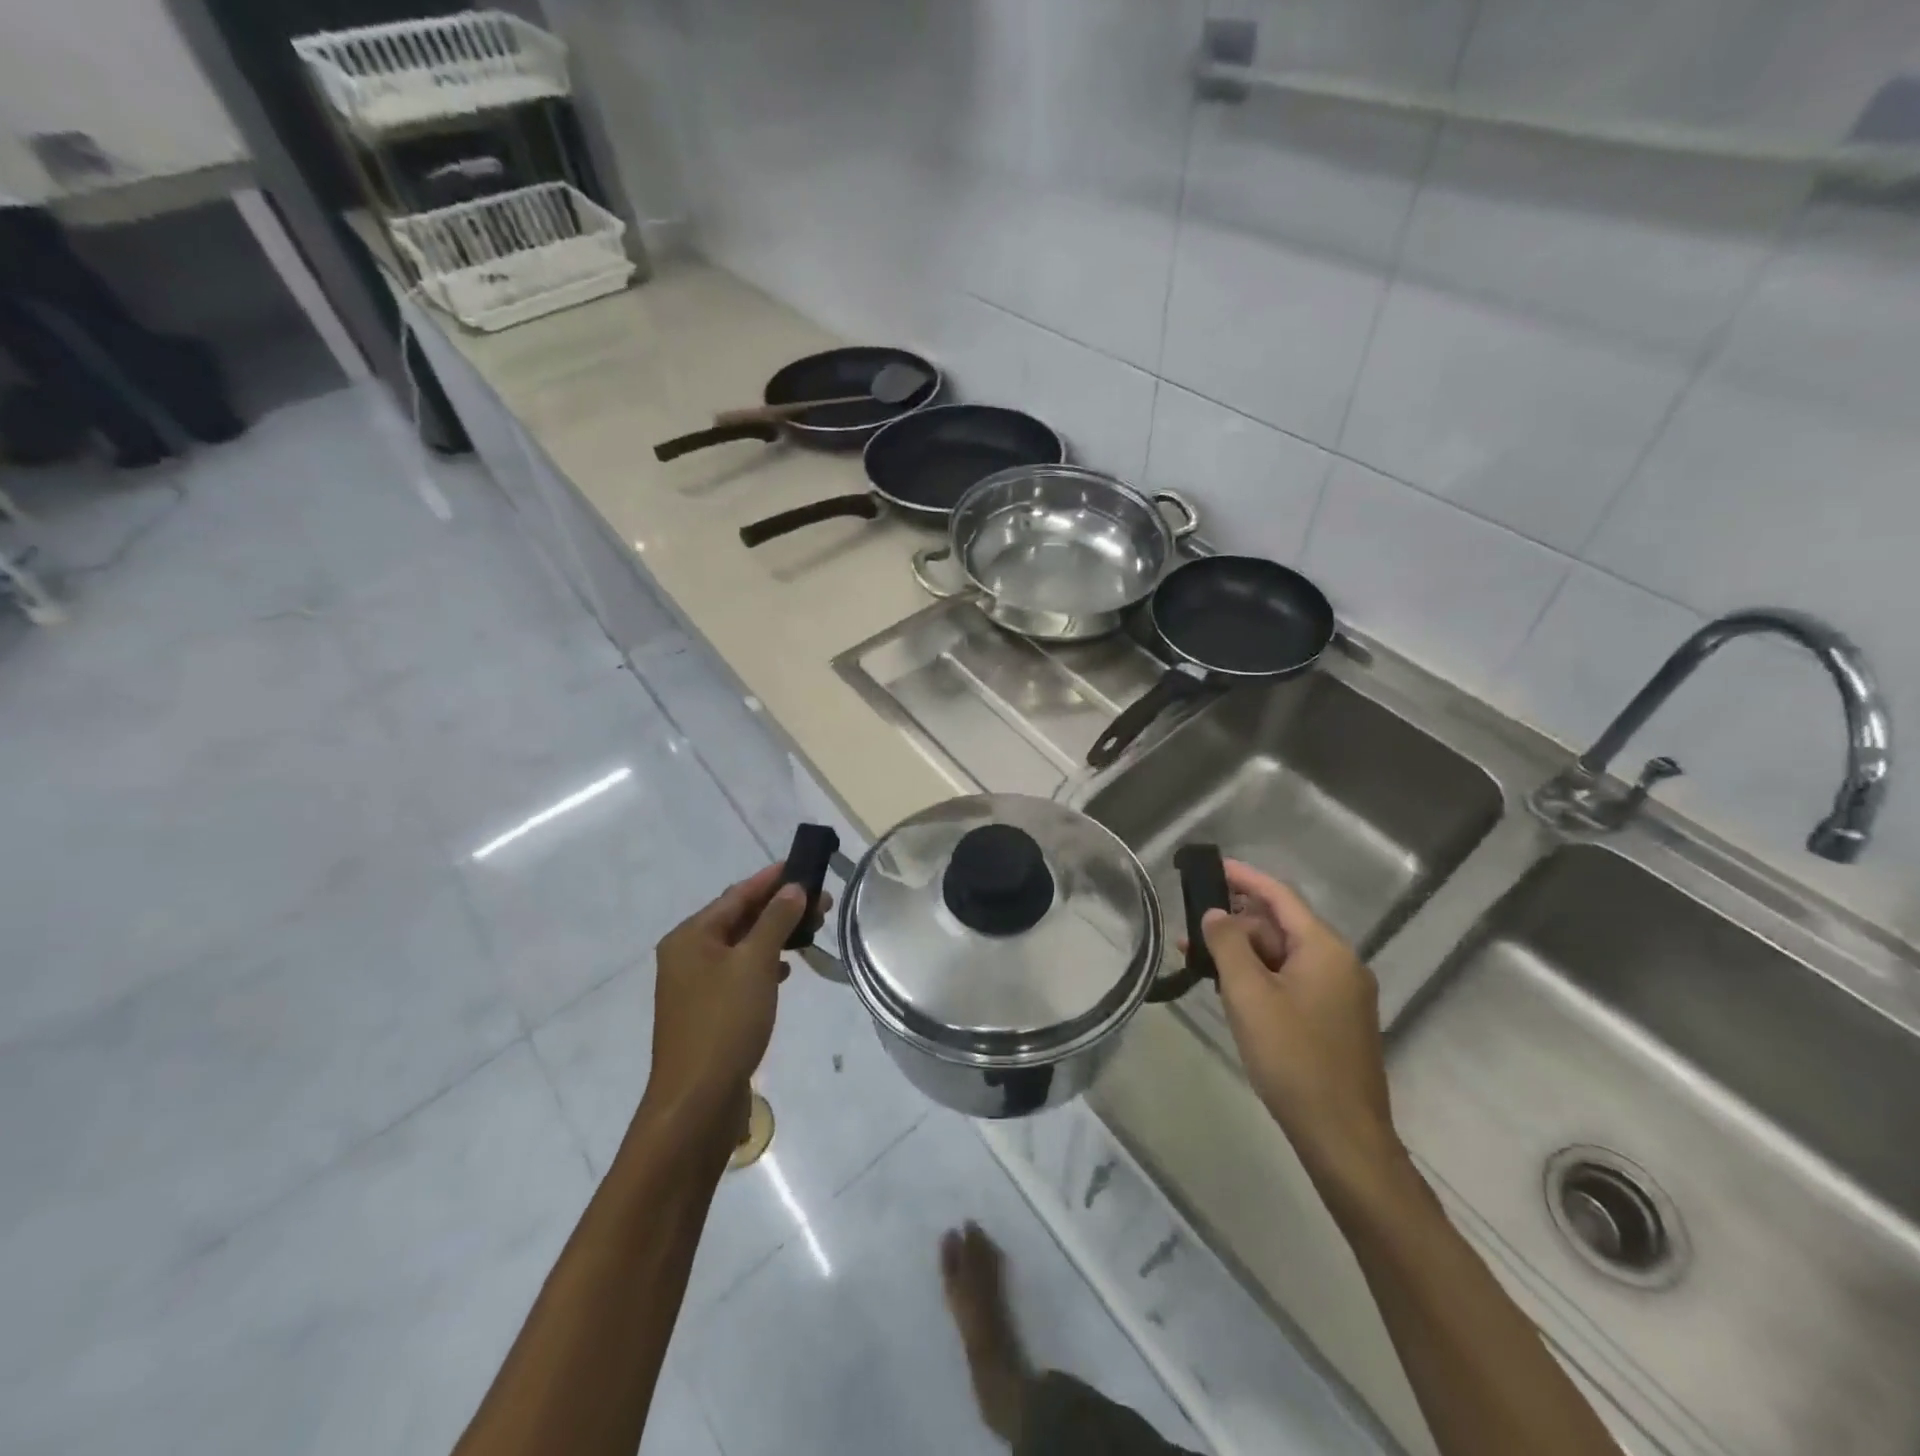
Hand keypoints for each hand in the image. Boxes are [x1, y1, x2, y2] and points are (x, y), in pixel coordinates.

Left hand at [644, 865, 826, 1133]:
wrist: (696, 1102)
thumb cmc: (724, 1022)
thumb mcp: (755, 963)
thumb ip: (775, 921)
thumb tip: (793, 889)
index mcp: (691, 936)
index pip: (737, 894)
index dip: (773, 878)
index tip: (805, 865)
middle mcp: (688, 955)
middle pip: (739, 918)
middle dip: (780, 908)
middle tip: (822, 902)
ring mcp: (695, 986)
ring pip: (742, 946)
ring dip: (776, 935)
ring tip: (813, 931)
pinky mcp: (708, 1012)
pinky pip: (740, 973)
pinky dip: (765, 964)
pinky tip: (787, 970)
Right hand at [1200, 861, 1404, 1196]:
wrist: (1342, 1136)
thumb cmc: (1293, 1058)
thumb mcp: (1249, 996)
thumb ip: (1228, 945)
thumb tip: (1215, 913)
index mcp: (1326, 949)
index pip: (1280, 896)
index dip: (1244, 877)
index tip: (1211, 866)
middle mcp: (1340, 963)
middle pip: (1281, 926)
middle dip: (1235, 923)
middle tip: (1190, 927)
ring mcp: (1341, 994)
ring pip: (1284, 956)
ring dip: (1243, 952)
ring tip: (1197, 959)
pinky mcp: (1335, 1020)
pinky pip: (1292, 981)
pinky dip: (1260, 976)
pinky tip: (1229, 988)